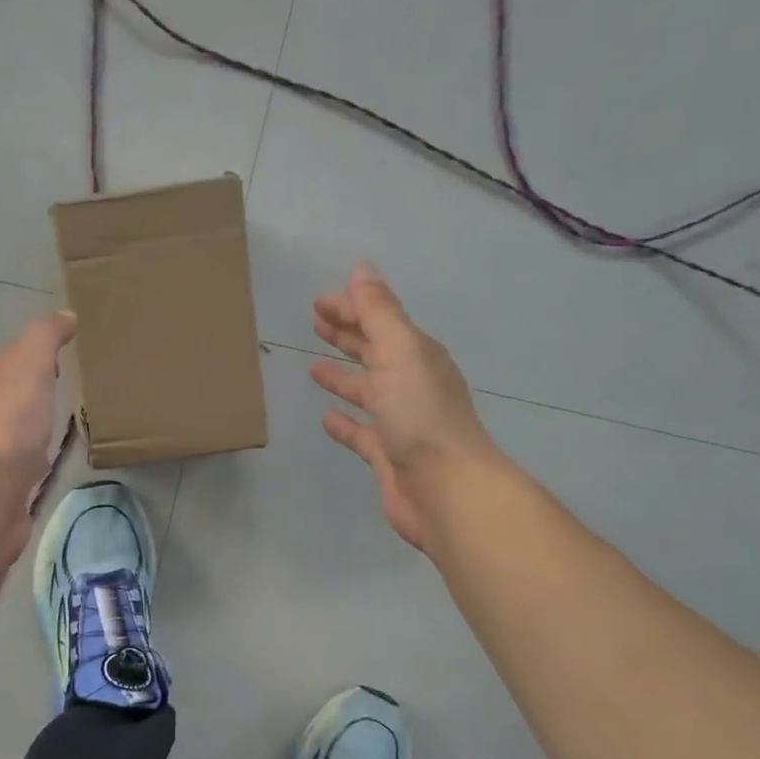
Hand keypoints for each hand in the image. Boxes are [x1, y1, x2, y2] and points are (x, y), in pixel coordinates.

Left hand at [0, 309, 76, 518]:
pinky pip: (33, 450)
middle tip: (81, 379)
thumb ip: (45, 337)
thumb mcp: (31, 365)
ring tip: (77, 412)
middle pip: (21, 386)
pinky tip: (63, 450)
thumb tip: (65, 315)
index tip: (76, 347)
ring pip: (25, 418)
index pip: (19, 353)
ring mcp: (1, 442)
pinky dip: (46, 445)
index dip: (43, 347)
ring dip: (43, 414)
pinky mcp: (12, 474)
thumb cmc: (14, 422)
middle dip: (44, 381)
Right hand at [311, 264, 501, 550]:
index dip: (351, 307)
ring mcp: (399, 421)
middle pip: (375, 351)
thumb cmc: (421, 415)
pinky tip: (325, 417)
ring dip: (343, 376)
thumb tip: (362, 269)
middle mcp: (410, 383)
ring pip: (367, 390)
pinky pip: (360, 432)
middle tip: (316, 322)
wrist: (446, 489)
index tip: (318, 301)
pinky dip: (343, 422)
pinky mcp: (386, 454)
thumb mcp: (399, 351)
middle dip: (348, 335)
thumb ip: (379, 312)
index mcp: (416, 355)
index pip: (379, 321)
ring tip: (313, 367)